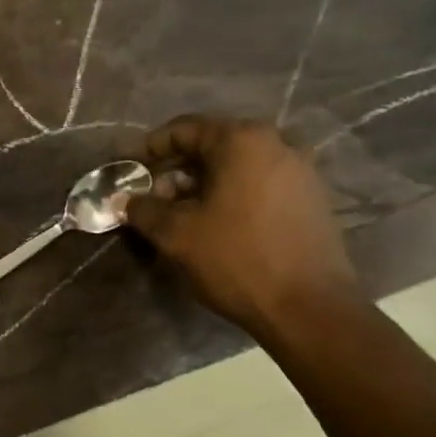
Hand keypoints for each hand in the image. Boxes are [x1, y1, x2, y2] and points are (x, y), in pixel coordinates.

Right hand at [125, 115, 361, 343]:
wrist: (309, 308)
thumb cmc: (237, 260)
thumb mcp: (177, 235)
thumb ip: (144, 210)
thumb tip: (124, 199)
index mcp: (241, 140)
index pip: (184, 129)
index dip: (150, 148)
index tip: (130, 169)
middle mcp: (276, 142)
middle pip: (213, 145)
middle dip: (177, 168)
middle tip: (152, 196)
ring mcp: (299, 169)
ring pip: (237, 165)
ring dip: (204, 183)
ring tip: (180, 213)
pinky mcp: (311, 197)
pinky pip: (260, 182)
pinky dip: (232, 194)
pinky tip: (216, 223)